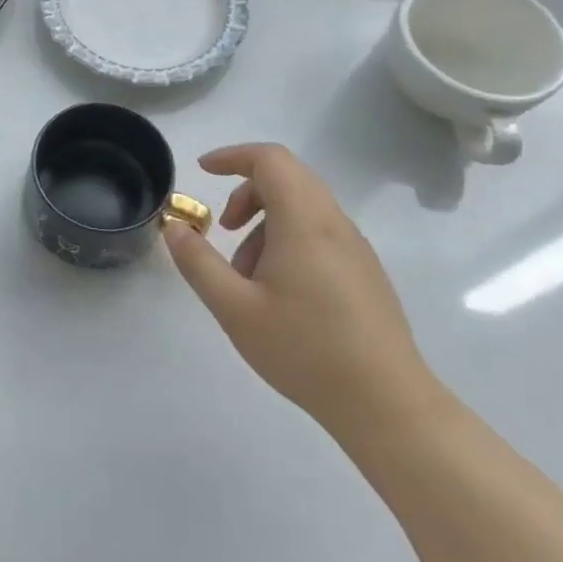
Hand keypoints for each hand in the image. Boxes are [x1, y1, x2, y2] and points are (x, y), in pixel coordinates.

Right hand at [162, 143, 437, 439]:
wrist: (387, 405)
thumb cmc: (305, 350)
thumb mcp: (234, 308)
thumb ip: (198, 262)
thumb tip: (175, 227)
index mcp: (305, 221)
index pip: (270, 159)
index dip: (233, 156)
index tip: (203, 171)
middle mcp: (335, 223)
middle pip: (288, 177)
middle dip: (247, 191)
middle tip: (223, 227)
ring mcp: (355, 248)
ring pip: (304, 206)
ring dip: (267, 221)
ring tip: (246, 273)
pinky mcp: (366, 272)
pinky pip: (321, 231)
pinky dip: (289, 239)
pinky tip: (278, 291)